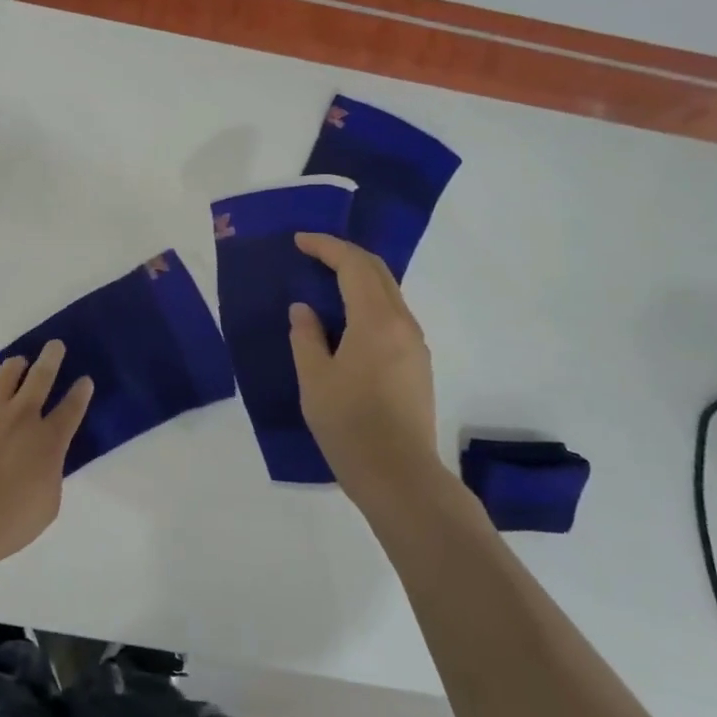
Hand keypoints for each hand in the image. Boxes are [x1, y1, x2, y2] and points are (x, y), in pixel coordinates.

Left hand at [0, 340, 93, 573]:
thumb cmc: (8, 523)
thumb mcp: (47, 504)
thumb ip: (50, 474)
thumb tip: (44, 461)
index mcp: (49, 440)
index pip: (71, 408)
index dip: (81, 392)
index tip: (85, 379)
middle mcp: (22, 417)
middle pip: (41, 376)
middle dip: (51, 358)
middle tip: (55, 345)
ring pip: (6, 374)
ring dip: (16, 365)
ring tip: (18, 363)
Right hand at [288, 233, 442, 512]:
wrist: (399, 476)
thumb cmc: (349, 425)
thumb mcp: (314, 379)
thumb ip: (306, 336)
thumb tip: (305, 310)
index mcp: (376, 321)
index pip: (354, 266)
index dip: (326, 246)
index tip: (299, 241)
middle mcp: (403, 324)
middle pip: (377, 272)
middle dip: (345, 255)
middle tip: (312, 253)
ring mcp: (415, 345)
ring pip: (388, 293)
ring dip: (358, 278)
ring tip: (325, 282)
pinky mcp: (417, 364)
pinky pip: (392, 315)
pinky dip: (367, 302)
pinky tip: (346, 319)